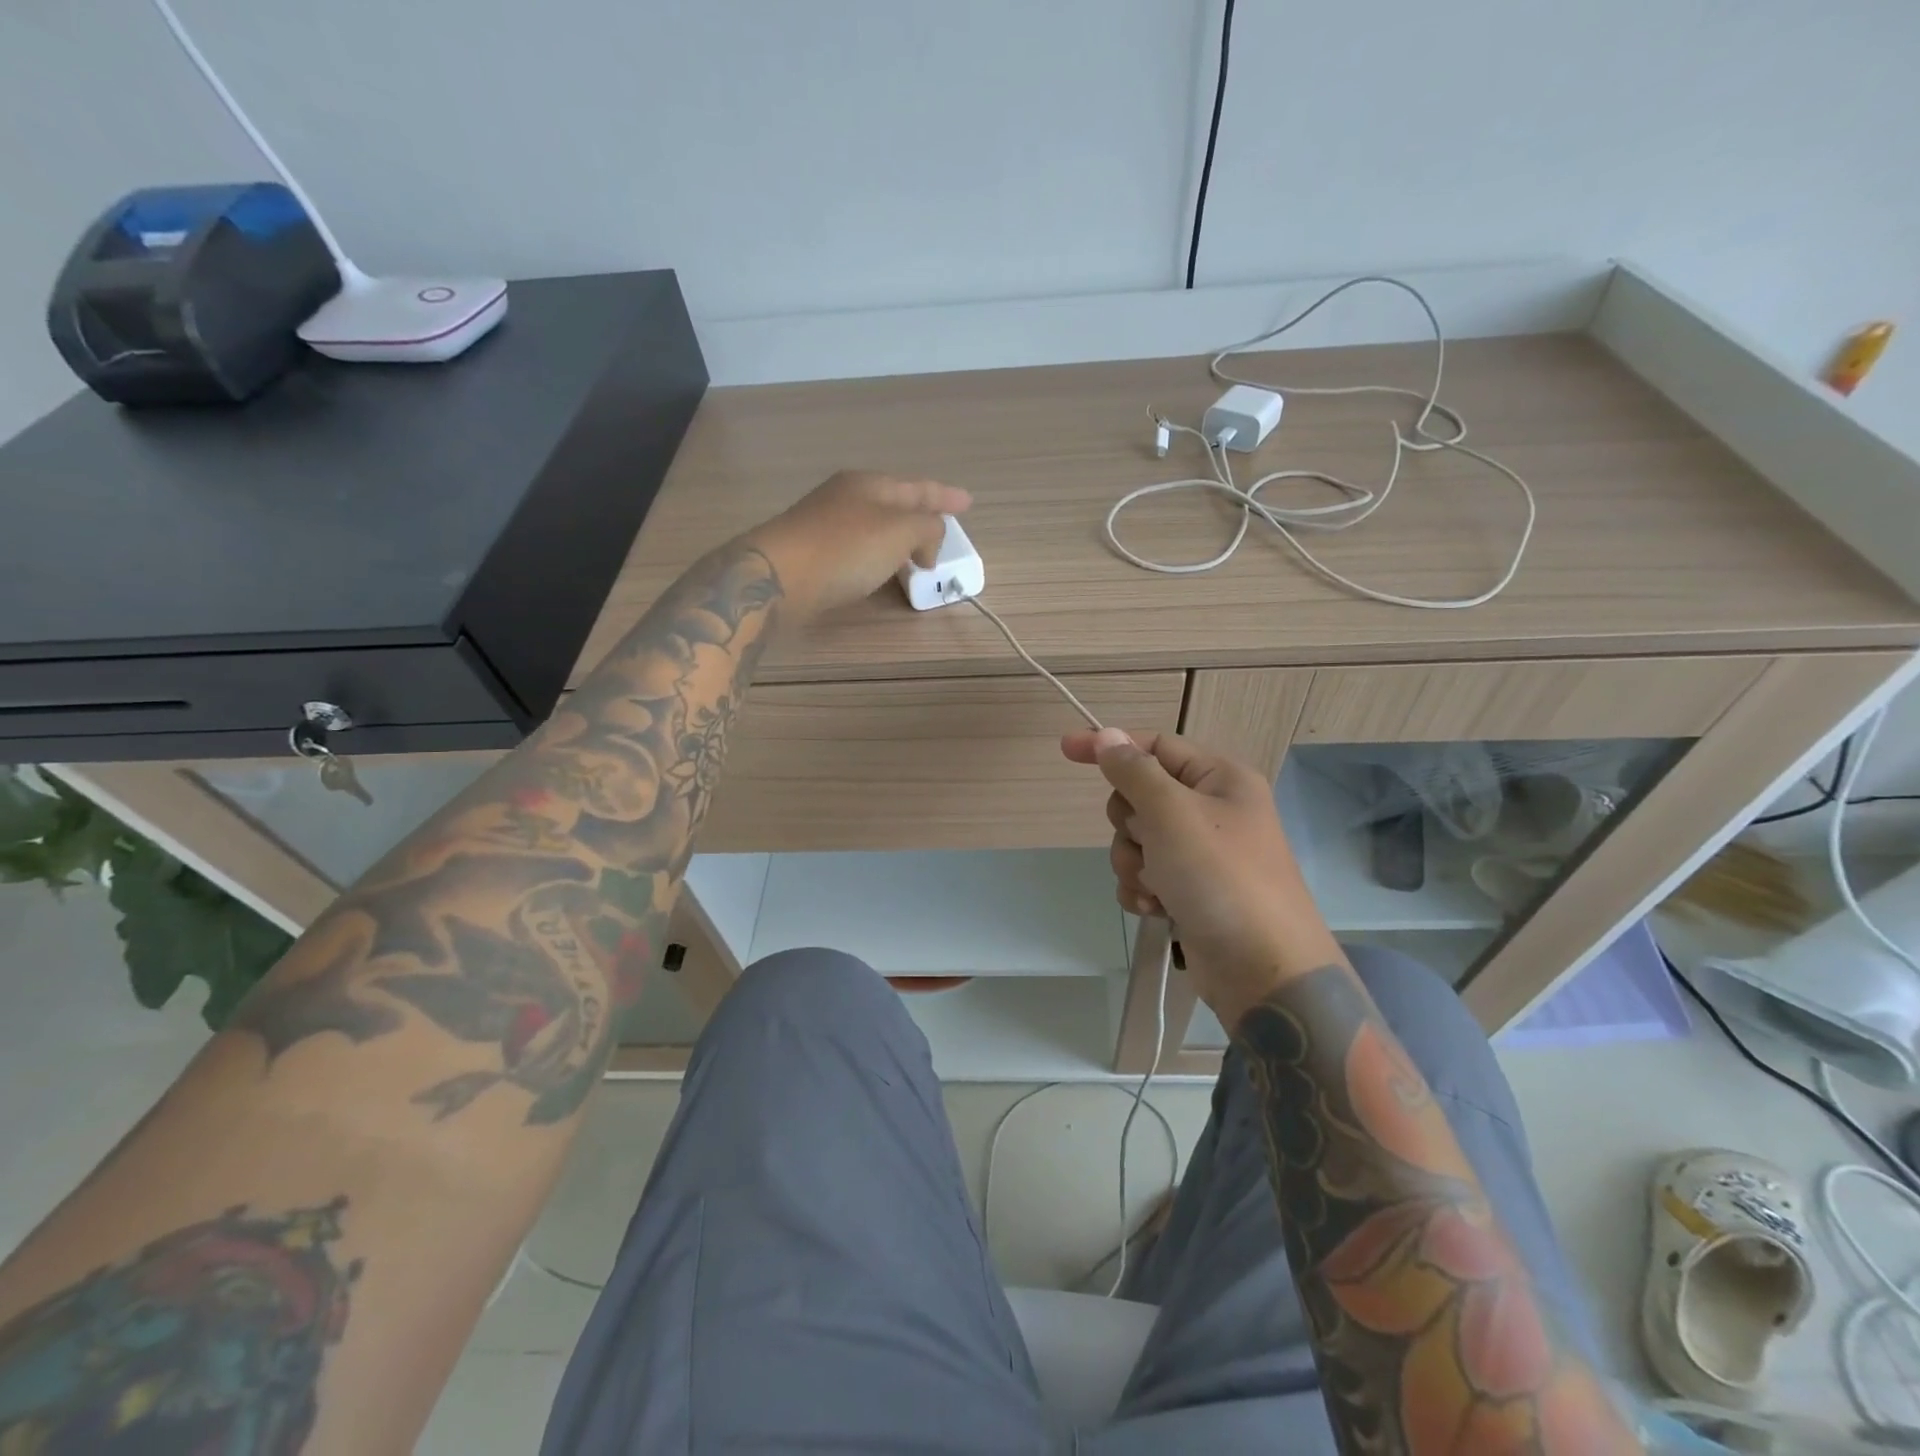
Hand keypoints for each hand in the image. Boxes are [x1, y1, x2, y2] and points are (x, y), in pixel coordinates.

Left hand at [747, 471, 971, 621]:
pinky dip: (879, 554)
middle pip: (895, 503)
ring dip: (900, 537)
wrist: (777, 577)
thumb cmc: (845, 549)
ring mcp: (825, 523)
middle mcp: (846, 496)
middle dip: (921, 515)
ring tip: (918, 554)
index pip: (919, 487)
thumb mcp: (900, 532)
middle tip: (942, 529)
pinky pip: (859, 547)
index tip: (968, 503)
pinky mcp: (812, 551)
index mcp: (870, 484)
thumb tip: (928, 540)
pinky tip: (881, 568)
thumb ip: (927, 528)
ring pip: (875, 525)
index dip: (946, 496)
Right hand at [1061, 727, 1344, 1027]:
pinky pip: (1145, 875)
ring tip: (1156, 887)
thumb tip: (1106, 736)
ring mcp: (1202, 853)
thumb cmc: (1219, 877)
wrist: (1263, 969)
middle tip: (1148, 843)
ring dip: (1134, 863)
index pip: (1155, 745)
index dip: (1110, 746)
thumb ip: (1133, 771)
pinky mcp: (1191, 890)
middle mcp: (1212, 810)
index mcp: (1220, 779)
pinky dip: (1142, 890)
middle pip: (1140, 795)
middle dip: (1129, 824)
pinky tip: (1157, 909)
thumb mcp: (1172, 813)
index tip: (1065, 750)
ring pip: (1136, 840)